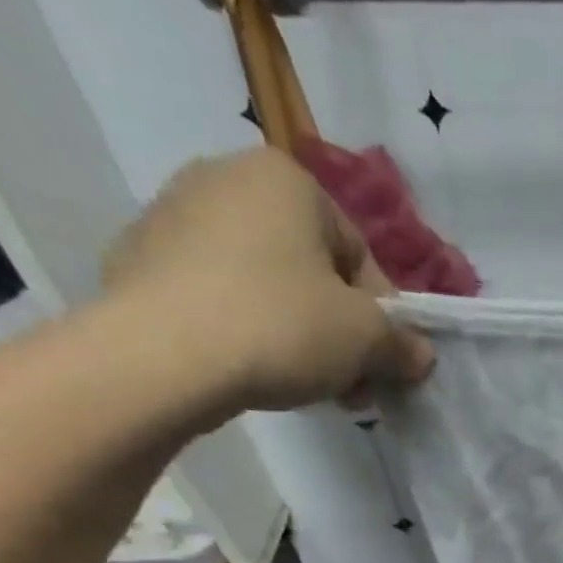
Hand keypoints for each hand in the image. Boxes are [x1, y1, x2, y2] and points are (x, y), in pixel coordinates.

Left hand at [103, 148, 433, 413]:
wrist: (161, 355)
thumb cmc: (282, 326)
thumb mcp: (368, 339)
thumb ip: (404, 344)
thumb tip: (421, 354)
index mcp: (286, 180)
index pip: (362, 257)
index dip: (382, 318)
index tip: (383, 363)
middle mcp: (226, 178)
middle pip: (314, 271)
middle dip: (340, 331)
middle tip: (351, 383)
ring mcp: (173, 215)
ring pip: (268, 286)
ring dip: (300, 335)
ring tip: (307, 385)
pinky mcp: (140, 259)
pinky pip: (220, 297)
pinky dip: (246, 330)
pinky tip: (253, 370)